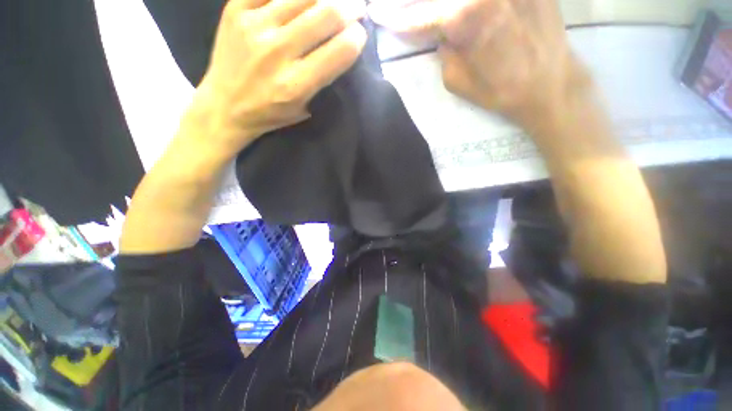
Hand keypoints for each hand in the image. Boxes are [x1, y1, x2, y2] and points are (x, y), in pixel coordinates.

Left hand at [194, 0, 366, 156]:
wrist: (224, 105)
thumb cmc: (269, 113)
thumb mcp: (303, 108)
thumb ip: (322, 80)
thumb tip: (341, 46)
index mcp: (296, 84)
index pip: (339, 51)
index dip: (357, 38)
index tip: (360, 34)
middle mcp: (277, 51)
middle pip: (325, 14)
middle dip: (350, 8)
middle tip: (356, 8)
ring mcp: (255, 25)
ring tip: (333, 0)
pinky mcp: (235, 9)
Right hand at [369, 0, 588, 127]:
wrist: (550, 83)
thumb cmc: (500, 90)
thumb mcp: (457, 81)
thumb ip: (443, 51)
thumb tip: (443, 32)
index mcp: (465, 17)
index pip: (420, 14)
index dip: (397, 16)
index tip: (378, 13)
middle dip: (418, 3)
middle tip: (408, 10)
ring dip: (446, 4)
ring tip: (442, 17)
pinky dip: (472, 3)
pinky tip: (469, 11)